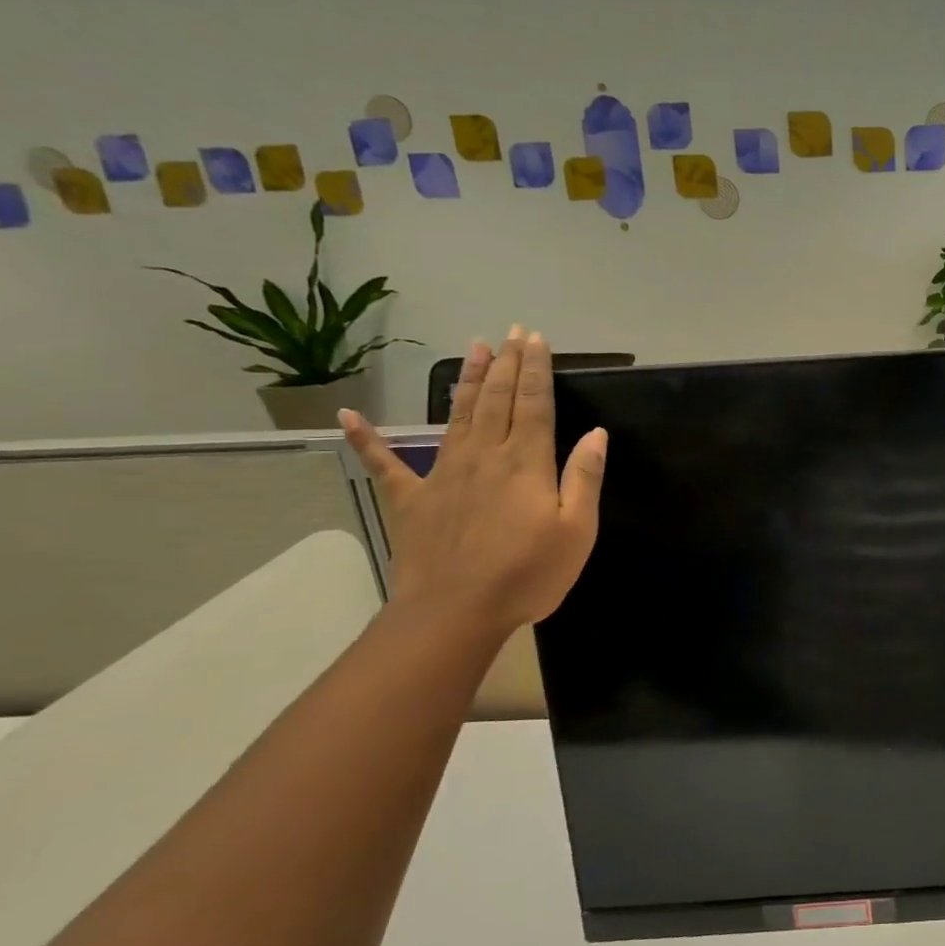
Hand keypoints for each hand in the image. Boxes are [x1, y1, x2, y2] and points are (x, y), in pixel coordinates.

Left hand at [339, 326, 607, 639]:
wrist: (455, 613)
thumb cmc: (527, 574)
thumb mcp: (577, 531)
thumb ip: (585, 478)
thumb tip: (596, 434)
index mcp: (525, 463)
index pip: (533, 403)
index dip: (535, 369)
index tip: (536, 339)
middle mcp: (483, 456)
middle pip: (496, 399)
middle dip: (507, 363)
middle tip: (512, 333)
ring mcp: (442, 474)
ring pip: (457, 415)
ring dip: (467, 380)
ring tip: (474, 348)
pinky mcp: (411, 499)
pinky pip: (385, 463)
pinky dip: (366, 439)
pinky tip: (348, 416)